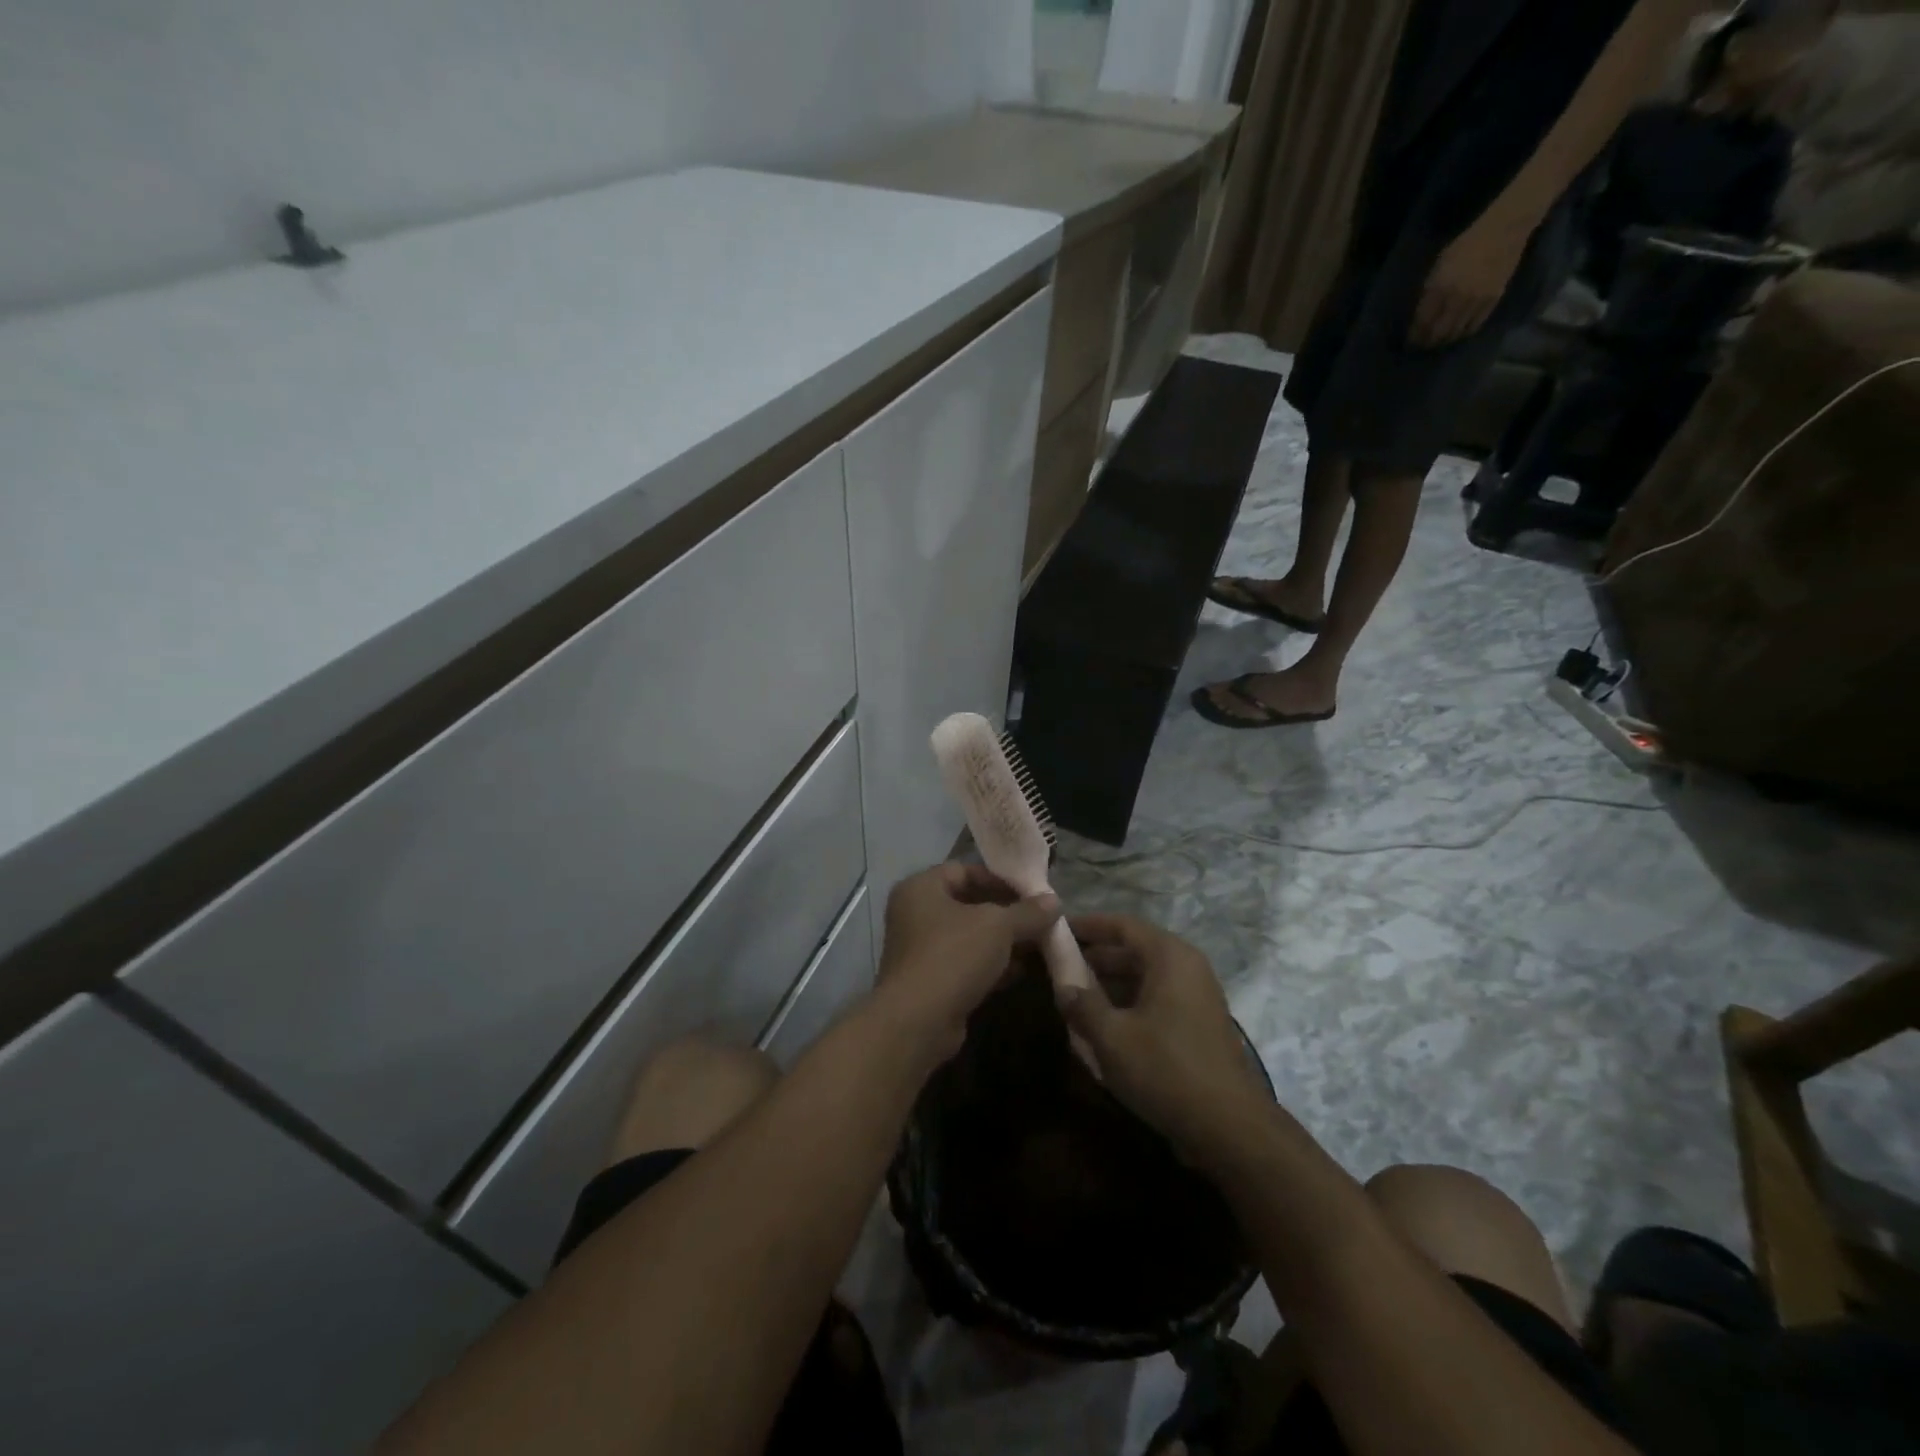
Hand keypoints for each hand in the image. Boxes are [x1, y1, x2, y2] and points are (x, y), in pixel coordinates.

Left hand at [876, 864, 1060, 1057]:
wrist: (918, 1022)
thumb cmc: (953, 956)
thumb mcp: (998, 926)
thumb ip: (1027, 912)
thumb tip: (1055, 901)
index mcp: (921, 888)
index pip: (964, 870)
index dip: (999, 879)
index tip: (1031, 893)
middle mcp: (915, 914)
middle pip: (969, 904)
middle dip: (1007, 913)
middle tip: (1040, 920)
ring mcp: (921, 949)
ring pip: (970, 936)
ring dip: (1003, 941)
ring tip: (1039, 945)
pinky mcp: (931, 981)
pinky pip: (966, 963)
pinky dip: (991, 965)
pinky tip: (1022, 972)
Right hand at [1060, 914, 1269, 1166]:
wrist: (1230, 1128)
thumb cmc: (1166, 1070)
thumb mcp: (1112, 1037)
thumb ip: (1082, 1004)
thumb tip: (1063, 987)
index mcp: (1169, 956)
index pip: (1122, 925)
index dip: (1087, 925)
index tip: (1056, 929)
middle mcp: (1187, 966)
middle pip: (1134, 949)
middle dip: (1095, 957)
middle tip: (1057, 967)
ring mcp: (1197, 995)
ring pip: (1144, 976)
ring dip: (1110, 983)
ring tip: (1074, 996)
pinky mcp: (1199, 1022)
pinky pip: (1157, 998)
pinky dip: (1129, 1002)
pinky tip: (1104, 1024)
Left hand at [1409, 208, 1531, 348]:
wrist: (1503, 230)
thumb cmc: (1465, 245)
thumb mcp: (1437, 267)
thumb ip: (1428, 292)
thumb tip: (1419, 316)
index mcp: (1439, 288)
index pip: (1422, 323)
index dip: (1414, 337)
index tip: (1410, 342)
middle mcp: (1457, 298)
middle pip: (1438, 333)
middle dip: (1427, 342)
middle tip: (1423, 345)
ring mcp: (1476, 301)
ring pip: (1456, 333)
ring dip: (1445, 340)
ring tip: (1439, 341)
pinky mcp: (1493, 300)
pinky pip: (1474, 326)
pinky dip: (1464, 332)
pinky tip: (1458, 332)